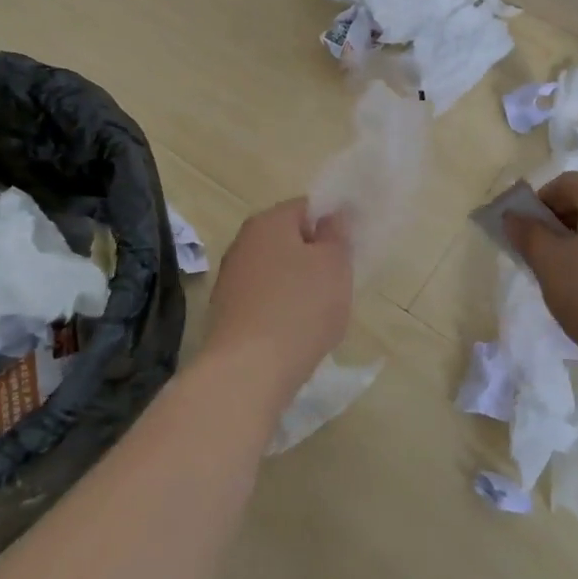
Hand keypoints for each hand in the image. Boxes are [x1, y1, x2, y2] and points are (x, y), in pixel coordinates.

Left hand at [203, 198, 353, 397]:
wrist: (248, 371)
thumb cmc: (300, 308)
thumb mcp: (334, 265)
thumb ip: (337, 234)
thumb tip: (331, 217)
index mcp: (268, 222)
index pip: (306, 206)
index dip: (332, 222)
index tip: (350, 248)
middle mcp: (243, 242)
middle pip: (288, 239)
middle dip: (315, 256)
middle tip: (340, 281)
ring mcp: (231, 278)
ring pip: (276, 270)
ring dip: (298, 284)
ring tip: (320, 312)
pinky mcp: (227, 312)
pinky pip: (264, 299)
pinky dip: (281, 308)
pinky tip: (296, 332)